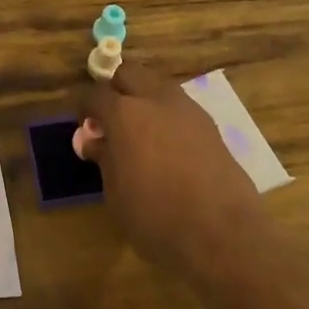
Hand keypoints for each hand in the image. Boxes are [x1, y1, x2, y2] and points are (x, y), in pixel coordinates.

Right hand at [77, 60, 265, 278]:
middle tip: (112, 122)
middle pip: (129, 73)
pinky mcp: (210, 125)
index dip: (85, 108)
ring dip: (144, 99)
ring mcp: (187, 109)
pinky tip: (168, 148)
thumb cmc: (157, 217)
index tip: (85, 127)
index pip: (94, 94)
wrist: (224, 235)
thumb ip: (104, 158)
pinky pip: (180, 107)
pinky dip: (167, 117)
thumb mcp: (116, 194)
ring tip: (141, 134)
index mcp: (124, 113)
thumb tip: (93, 140)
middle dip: (116, 90)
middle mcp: (155, 99)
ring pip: (157, 85)